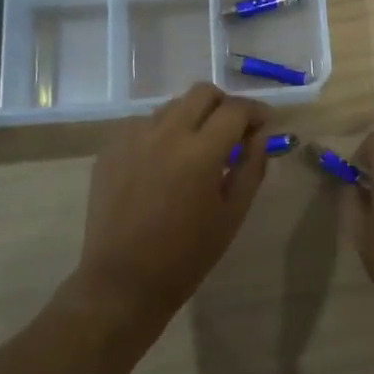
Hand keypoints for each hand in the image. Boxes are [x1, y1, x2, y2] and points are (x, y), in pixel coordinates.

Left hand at [72, 83, 268, 328]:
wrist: (123, 281)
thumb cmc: (187, 254)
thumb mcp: (232, 214)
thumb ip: (251, 167)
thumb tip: (259, 135)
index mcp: (200, 151)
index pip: (236, 109)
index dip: (256, 111)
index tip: (264, 124)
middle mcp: (165, 133)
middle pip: (202, 92)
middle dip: (224, 104)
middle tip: (232, 130)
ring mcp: (132, 137)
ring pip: (171, 106)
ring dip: (192, 117)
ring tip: (196, 147)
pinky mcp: (110, 148)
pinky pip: (143, 124)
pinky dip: (161, 132)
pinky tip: (163, 161)